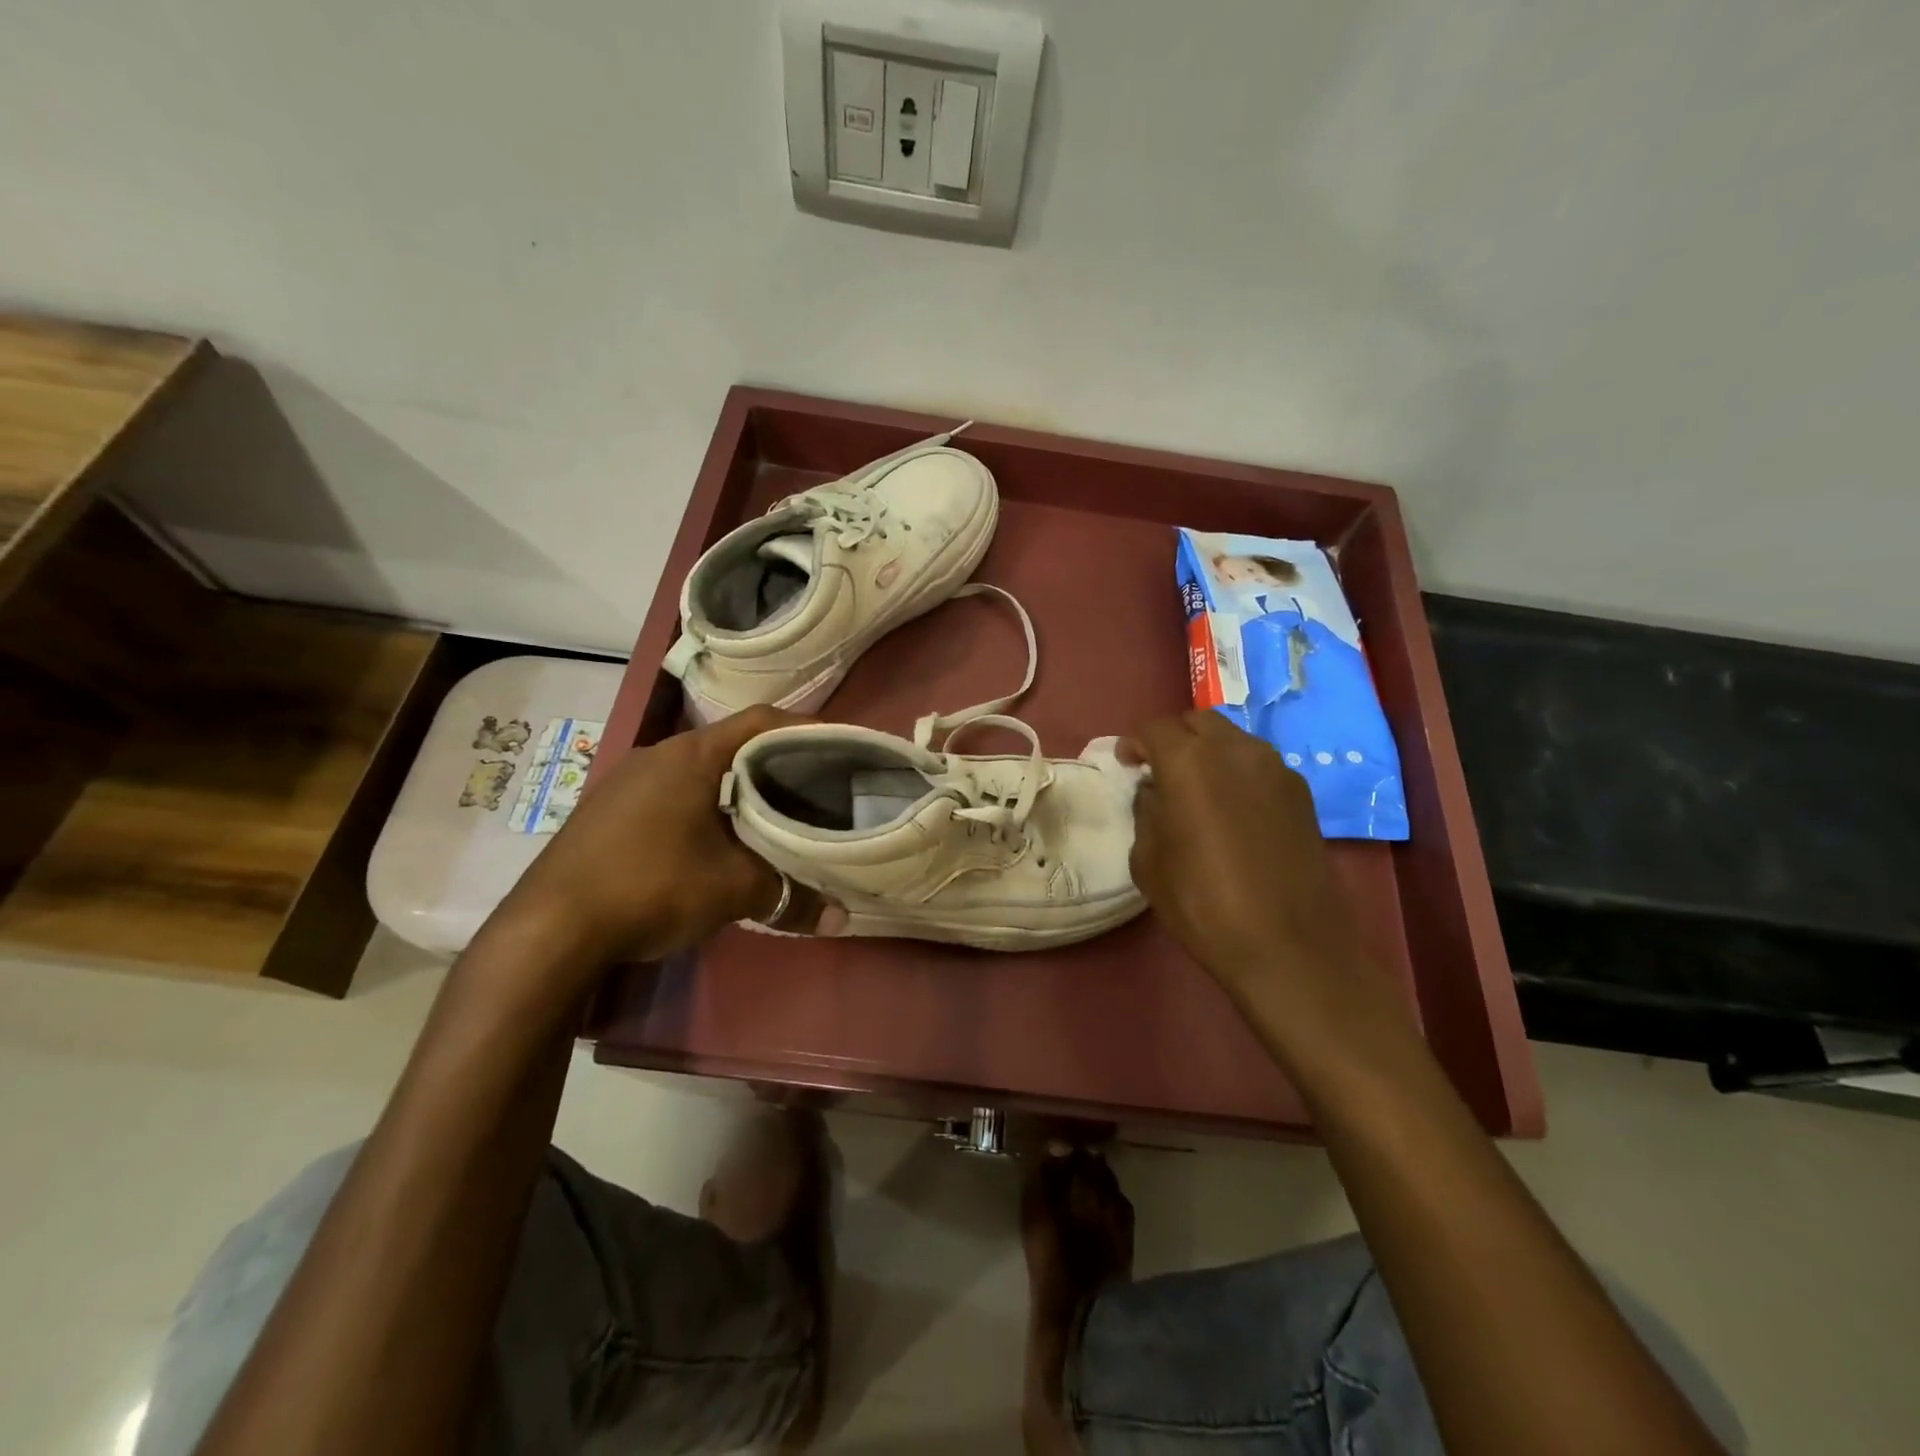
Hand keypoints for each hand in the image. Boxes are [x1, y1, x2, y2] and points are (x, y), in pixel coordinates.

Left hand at [505, 706, 836, 965]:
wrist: (548, 930)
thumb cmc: (652, 886)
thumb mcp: (733, 890)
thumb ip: (790, 895)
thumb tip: (840, 918)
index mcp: (692, 755)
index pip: (761, 721)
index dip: (804, 729)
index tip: (837, 748)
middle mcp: (657, 754)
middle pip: (730, 746)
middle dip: (773, 765)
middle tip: (811, 789)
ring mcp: (624, 781)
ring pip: (698, 772)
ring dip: (735, 789)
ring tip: (769, 816)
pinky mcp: (605, 811)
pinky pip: (669, 794)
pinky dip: (702, 807)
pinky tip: (713, 842)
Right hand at [1121, 711, 1396, 1046]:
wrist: (1289, 945)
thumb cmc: (1203, 903)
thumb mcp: (1149, 861)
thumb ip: (1146, 813)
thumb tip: (1155, 792)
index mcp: (1189, 762)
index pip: (1154, 728)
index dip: (1134, 743)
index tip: (1126, 764)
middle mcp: (1235, 751)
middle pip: (1197, 722)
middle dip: (1173, 738)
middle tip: (1159, 770)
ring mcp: (1275, 769)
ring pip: (1233, 739)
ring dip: (1208, 752)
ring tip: (1197, 789)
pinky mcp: (1302, 794)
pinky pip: (1259, 765)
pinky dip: (1238, 772)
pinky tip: (1232, 809)